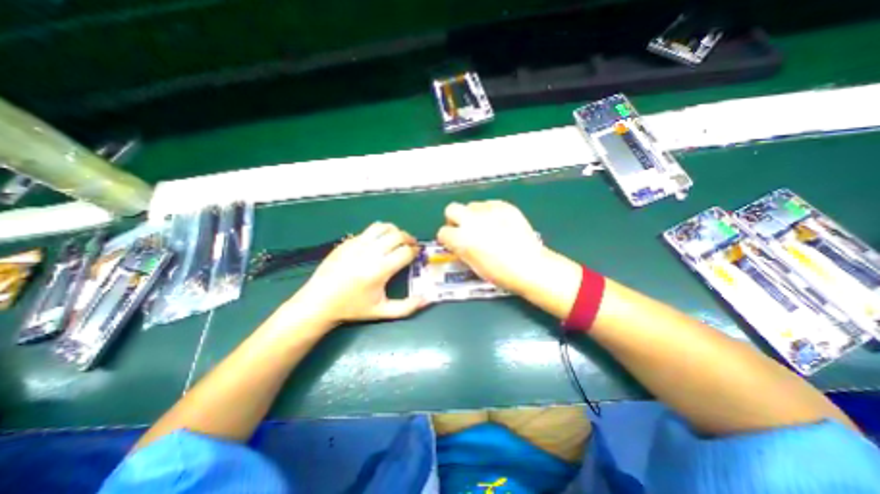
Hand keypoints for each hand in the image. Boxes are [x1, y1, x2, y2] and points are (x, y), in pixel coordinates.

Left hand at [291, 222, 428, 324]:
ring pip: (383, 227)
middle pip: (397, 235)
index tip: (417, 254)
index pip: (405, 251)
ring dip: (395, 231)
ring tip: (397, 240)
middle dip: (409, 239)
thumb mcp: (382, 311)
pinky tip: (379, 243)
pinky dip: (380, 233)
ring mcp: (357, 244)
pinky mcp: (348, 241)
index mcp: (379, 270)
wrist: (318, 302)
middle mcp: (369, 253)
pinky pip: (369, 230)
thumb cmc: (352, 308)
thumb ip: (407, 307)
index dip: (415, 251)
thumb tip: (428, 299)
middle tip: (411, 246)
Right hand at [436, 201, 551, 293]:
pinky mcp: (504, 206)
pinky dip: (490, 212)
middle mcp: (471, 220)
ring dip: (474, 215)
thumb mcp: (473, 266)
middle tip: (465, 229)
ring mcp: (488, 211)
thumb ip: (462, 251)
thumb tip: (459, 244)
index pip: (442, 232)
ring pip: (472, 206)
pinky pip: (490, 204)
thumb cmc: (500, 273)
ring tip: (486, 227)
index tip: (453, 243)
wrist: (530, 266)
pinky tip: (500, 223)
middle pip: (451, 209)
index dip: (447, 239)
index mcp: (461, 238)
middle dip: (454, 219)